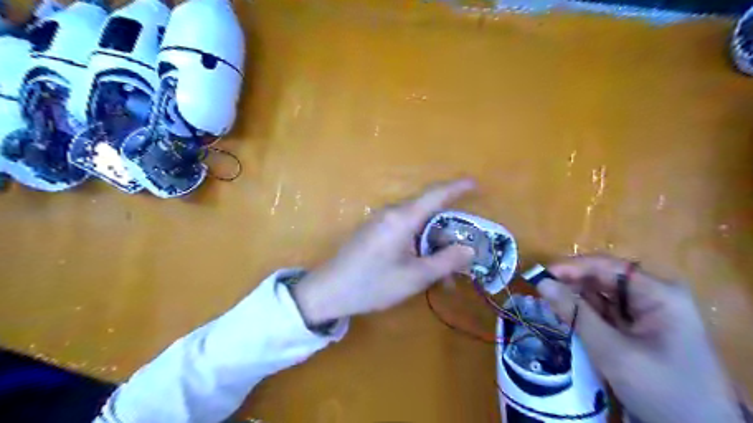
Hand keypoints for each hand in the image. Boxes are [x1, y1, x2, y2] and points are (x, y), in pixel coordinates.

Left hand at [289, 178, 474, 322]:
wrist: (329, 291)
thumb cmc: (372, 284)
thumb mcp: (415, 277)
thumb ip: (445, 261)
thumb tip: (469, 249)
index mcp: (402, 218)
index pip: (435, 194)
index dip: (457, 187)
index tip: (475, 184)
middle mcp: (391, 212)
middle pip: (427, 208)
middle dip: (448, 225)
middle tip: (463, 246)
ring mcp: (380, 220)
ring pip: (415, 221)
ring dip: (432, 239)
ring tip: (443, 265)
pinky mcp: (373, 230)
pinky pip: (403, 228)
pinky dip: (418, 241)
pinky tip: (422, 262)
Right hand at [534, 255, 739, 422]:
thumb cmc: (661, 389)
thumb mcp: (612, 351)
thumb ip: (576, 313)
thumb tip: (542, 283)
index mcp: (659, 293)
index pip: (608, 267)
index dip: (572, 267)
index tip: (540, 274)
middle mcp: (654, 295)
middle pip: (604, 279)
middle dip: (572, 284)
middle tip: (540, 291)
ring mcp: (649, 312)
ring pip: (603, 295)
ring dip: (576, 299)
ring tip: (549, 304)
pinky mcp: (641, 328)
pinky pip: (607, 312)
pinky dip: (586, 314)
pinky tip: (568, 316)